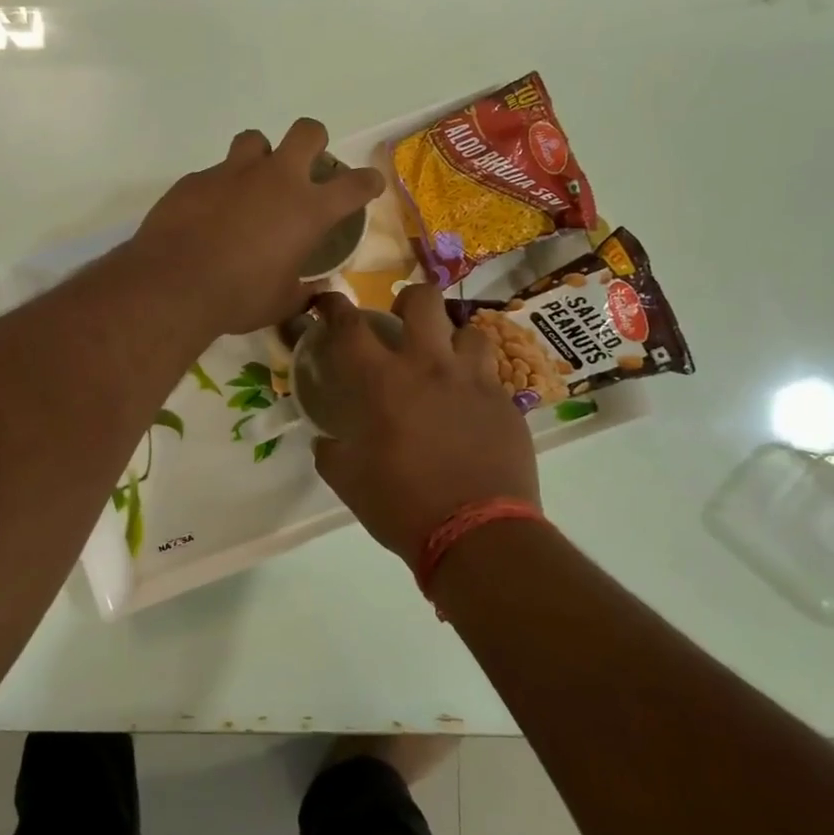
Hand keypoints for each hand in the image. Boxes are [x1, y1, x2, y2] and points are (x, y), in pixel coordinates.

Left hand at [129, 120, 384, 334]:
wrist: (173, 285)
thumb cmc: (238, 298)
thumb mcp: (282, 302)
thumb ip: (304, 292)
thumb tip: (317, 291)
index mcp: (308, 210)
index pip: (355, 185)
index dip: (367, 182)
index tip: (368, 185)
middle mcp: (276, 179)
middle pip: (308, 132)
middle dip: (314, 143)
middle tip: (306, 167)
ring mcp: (233, 172)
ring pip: (255, 140)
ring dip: (260, 157)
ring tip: (252, 185)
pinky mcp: (196, 178)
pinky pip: (215, 172)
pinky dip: (220, 188)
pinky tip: (210, 215)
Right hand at [312, 284, 539, 564]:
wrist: (477, 534)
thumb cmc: (402, 506)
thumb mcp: (348, 482)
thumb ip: (332, 451)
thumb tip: (326, 440)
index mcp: (383, 381)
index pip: (350, 325)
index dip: (334, 306)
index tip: (328, 303)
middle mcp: (430, 366)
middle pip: (423, 300)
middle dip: (407, 301)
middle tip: (402, 324)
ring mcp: (474, 381)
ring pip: (469, 331)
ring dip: (452, 341)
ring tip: (446, 364)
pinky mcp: (506, 403)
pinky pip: (491, 374)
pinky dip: (476, 380)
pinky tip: (470, 405)